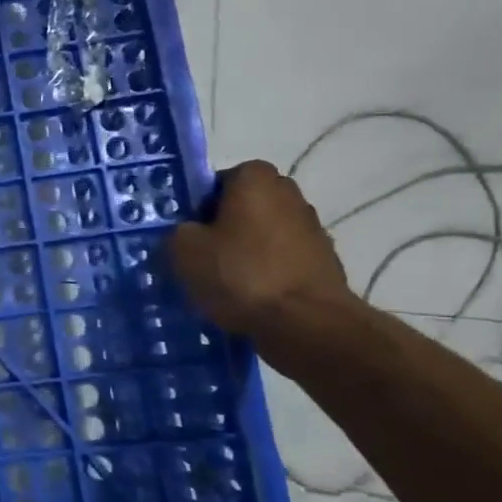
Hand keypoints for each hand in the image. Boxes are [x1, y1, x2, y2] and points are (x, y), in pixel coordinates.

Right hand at [169, 161, 351, 338]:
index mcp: (255, 179)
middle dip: (222, 227)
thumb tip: (187, 234)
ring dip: (244, 251)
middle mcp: (289, 193)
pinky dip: (265, 273)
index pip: (217, 181)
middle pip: (242, 207)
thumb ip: (178, 232)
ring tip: (223, 283)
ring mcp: (312, 227)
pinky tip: (249, 297)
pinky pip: (280, 260)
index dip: (198, 206)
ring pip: (262, 234)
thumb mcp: (184, 250)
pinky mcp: (323, 261)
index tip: (187, 233)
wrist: (305, 322)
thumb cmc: (240, 274)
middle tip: (201, 256)